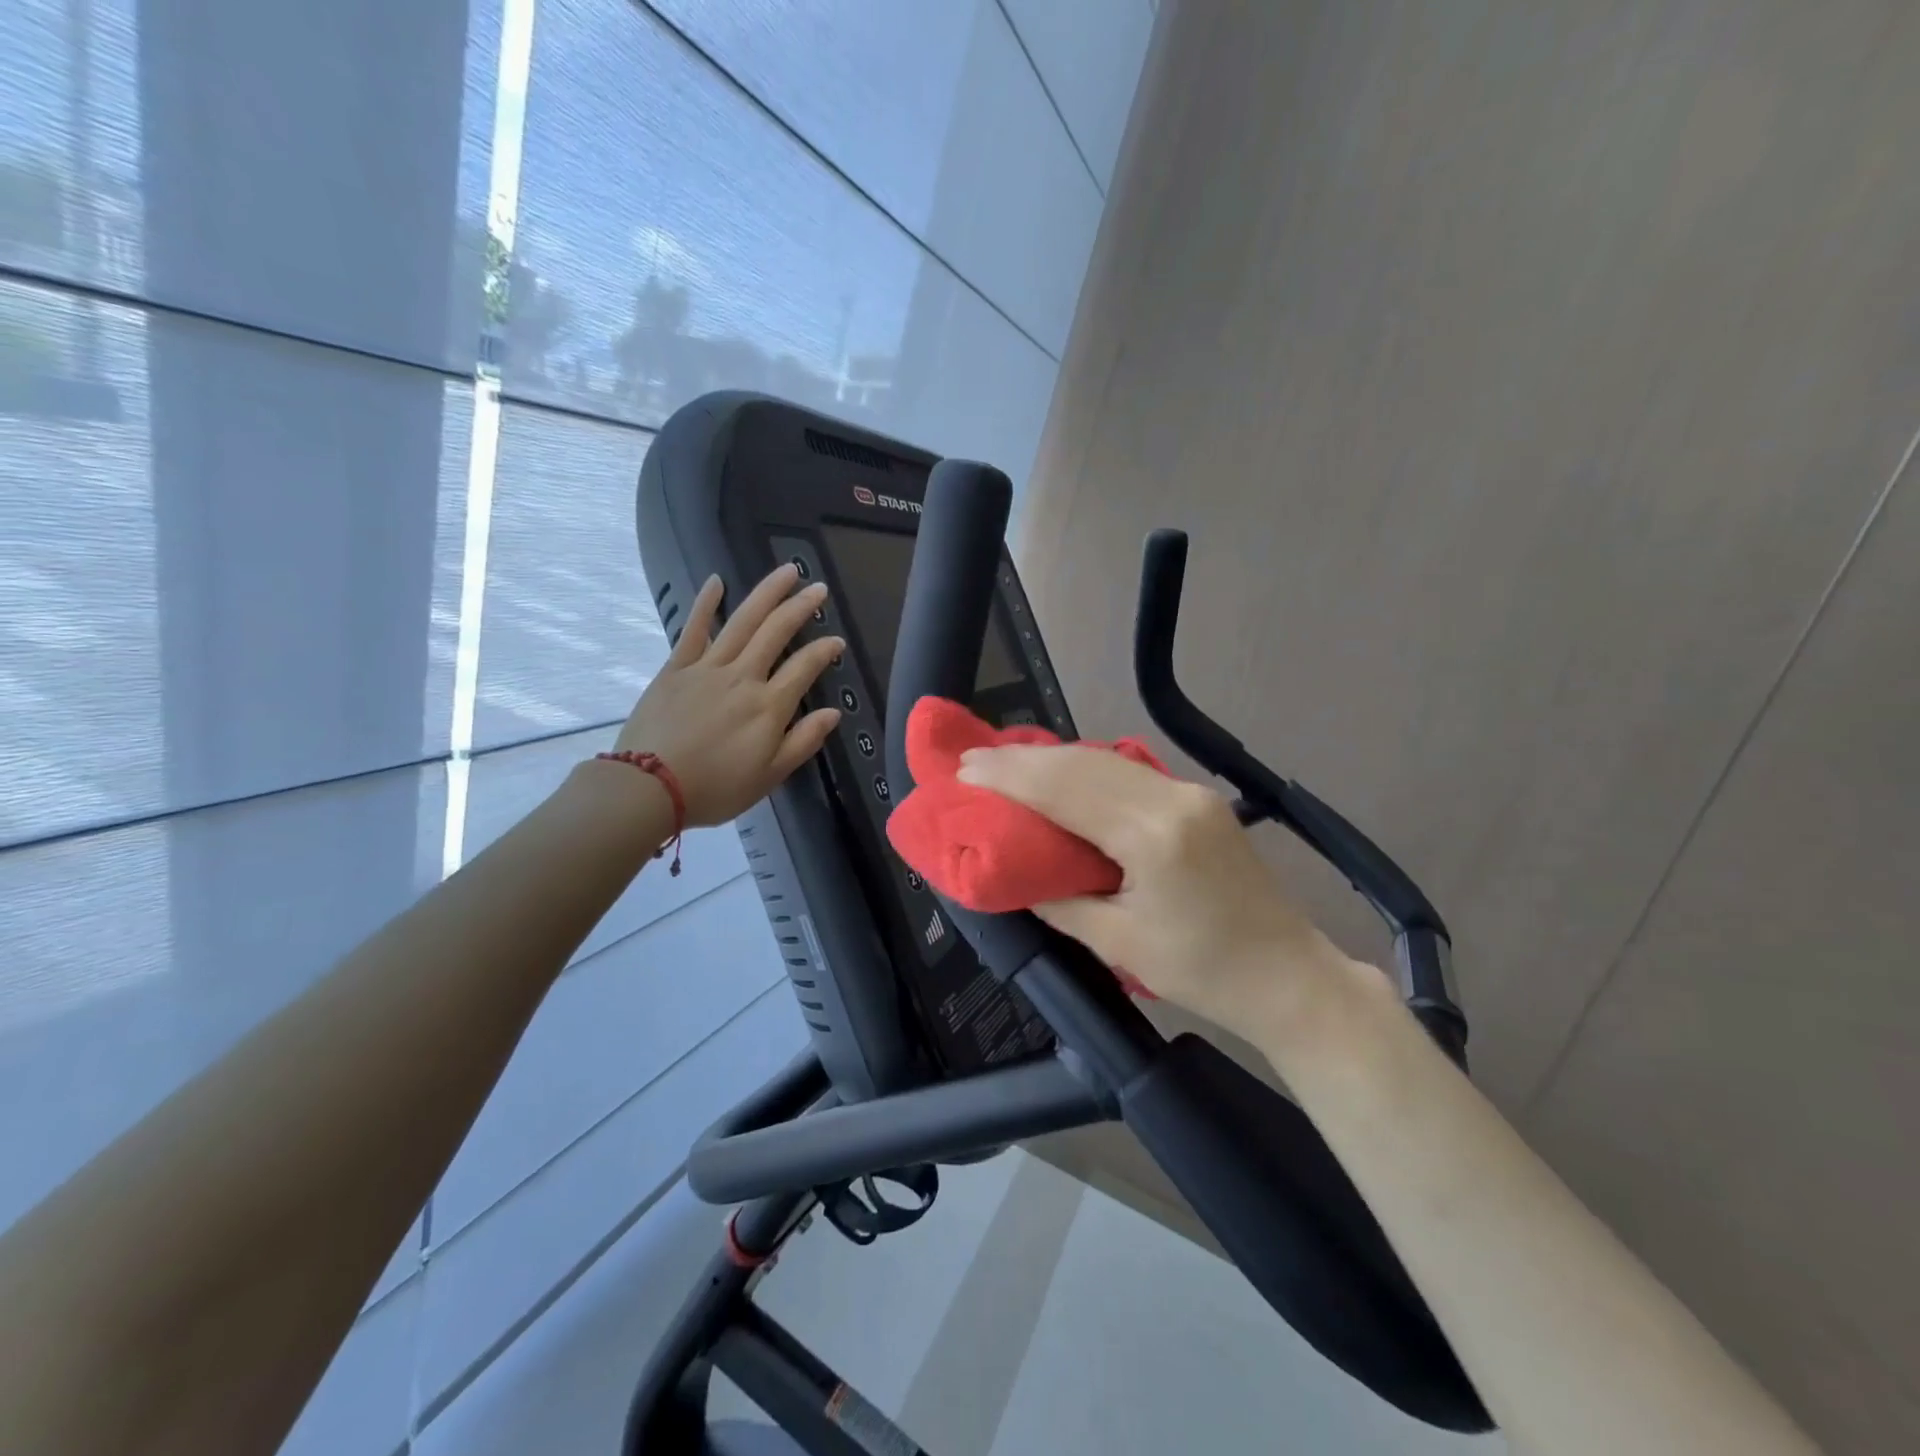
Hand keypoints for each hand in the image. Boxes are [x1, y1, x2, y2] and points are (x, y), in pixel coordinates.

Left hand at [617, 564, 842, 826]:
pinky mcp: (676, 668)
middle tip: (818, 588)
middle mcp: (743, 677)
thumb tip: (833, 712)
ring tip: (786, 572)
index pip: (805, 667)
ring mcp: (707, 668)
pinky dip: (706, 604)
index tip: (838, 641)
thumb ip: (803, 741)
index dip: (825, 651)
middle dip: (801, 607)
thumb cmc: (716, 788)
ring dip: (766, 593)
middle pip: (776, 632)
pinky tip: (717, 581)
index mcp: (769, 706)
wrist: (649, 787)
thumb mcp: (770, 776)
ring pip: (743, 622)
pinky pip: (694, 630)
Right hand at [956, 744, 1350, 1028]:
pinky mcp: (1198, 800)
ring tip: (1004, 763)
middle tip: (973, 760)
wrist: (1289, 975)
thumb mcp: (1118, 944)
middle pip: (1084, 764)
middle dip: (1023, 760)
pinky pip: (1128, 773)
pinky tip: (1058, 774)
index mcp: (1152, 836)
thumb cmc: (1203, 971)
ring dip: (1052, 760)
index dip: (1010, 777)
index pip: (1066, 790)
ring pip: (1106, 761)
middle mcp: (1173, 799)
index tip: (965, 769)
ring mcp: (1191, 794)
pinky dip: (1084, 770)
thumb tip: (1016, 874)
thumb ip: (1060, 902)